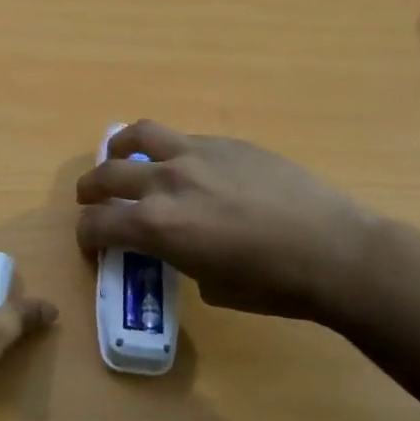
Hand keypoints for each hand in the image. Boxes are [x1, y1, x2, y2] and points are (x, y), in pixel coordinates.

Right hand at [76, 121, 378, 326]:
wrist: (333, 250)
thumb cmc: (272, 285)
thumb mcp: (210, 285)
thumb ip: (180, 257)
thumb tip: (179, 245)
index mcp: (156, 226)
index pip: (97, 224)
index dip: (86, 236)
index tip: (92, 244)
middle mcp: (165, 182)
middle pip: (106, 174)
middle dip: (90, 190)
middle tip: (91, 200)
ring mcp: (195, 154)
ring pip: (139, 135)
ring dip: (119, 147)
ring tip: (120, 154)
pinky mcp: (225, 142)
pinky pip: (182, 138)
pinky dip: (168, 150)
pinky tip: (184, 164)